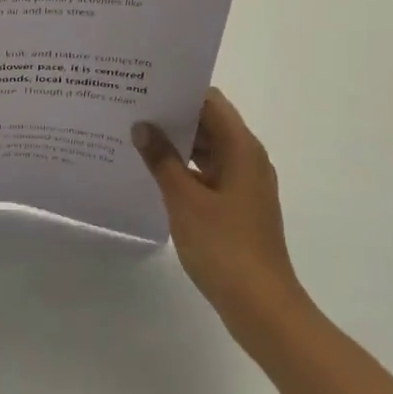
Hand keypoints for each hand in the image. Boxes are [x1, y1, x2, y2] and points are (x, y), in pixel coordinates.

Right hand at [133, 88, 313, 359]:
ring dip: (177, 144)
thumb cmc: (225, 247)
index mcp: (242, 148)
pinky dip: (184, 169)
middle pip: (209, 123)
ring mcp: (244, 184)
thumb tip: (142, 126)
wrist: (261, 306)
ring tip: (135, 139)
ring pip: (208, 149)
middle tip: (131, 110)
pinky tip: (154, 175)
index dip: (179, 91)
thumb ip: (162, 159)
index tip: (144, 87)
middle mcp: (247, 159)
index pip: (210, 101)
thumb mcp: (185, 200)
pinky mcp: (237, 206)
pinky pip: (208, 174)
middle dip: (173, 116)